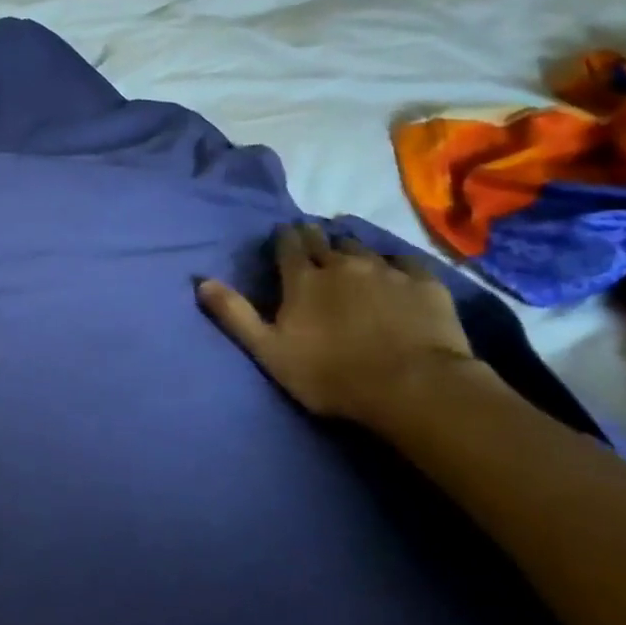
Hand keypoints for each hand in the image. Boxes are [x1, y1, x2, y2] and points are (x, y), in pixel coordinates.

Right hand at [198, 224, 481, 429]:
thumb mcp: (269, 351)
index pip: (288, 245)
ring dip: (350, 248)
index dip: (283, 238)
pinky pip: (404, 260)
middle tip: (311, 240)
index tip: (283, 236)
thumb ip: (235, 315)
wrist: (414, 387)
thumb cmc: (332, 374)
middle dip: (314, 237)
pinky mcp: (425, 283)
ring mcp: (387, 270)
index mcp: (303, 279)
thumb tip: (201, 281)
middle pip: (323, 239)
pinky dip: (393, 262)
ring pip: (362, 246)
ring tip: (349, 254)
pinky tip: (394, 270)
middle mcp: (342, 264)